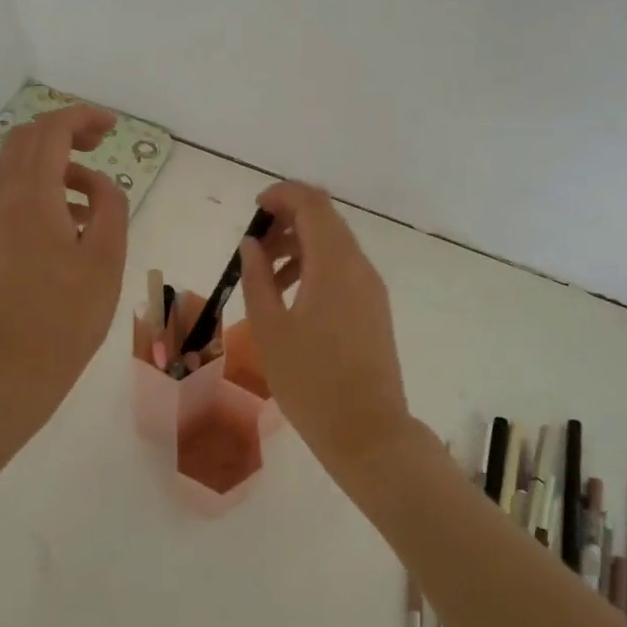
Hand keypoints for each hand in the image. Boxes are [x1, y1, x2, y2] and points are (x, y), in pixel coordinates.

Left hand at [0, 104, 128, 429]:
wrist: (11, 371)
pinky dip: (40, 190)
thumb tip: (99, 185)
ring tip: (91, 194)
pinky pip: (11, 198)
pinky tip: (68, 224)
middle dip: (63, 132)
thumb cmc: (68, 316)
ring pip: (15, 169)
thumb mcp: (107, 259)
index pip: (50, 132)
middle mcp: (1, 201)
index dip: (82, 118)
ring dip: (52, 163)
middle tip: (99, 144)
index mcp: (31, 198)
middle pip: (25, 140)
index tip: (111, 127)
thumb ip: (109, 207)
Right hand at [238, 181, 412, 474]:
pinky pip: (343, 268)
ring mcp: (371, 286)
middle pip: (325, 219)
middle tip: (254, 246)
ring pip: (334, 244)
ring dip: (299, 245)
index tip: (254, 209)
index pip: (312, 204)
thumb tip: (251, 245)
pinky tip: (291, 296)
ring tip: (265, 275)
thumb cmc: (310, 381)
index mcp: (334, 264)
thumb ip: (257, 278)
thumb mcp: (270, 329)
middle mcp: (358, 265)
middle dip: (287, 220)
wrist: (367, 431)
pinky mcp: (374, 306)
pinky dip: (315, 266)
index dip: (282, 195)